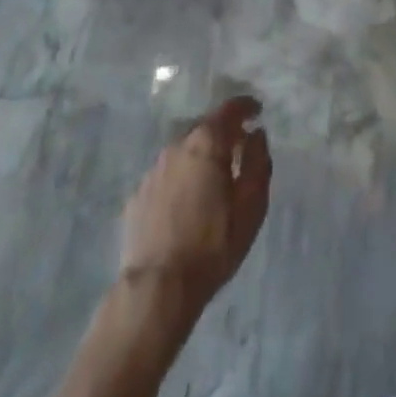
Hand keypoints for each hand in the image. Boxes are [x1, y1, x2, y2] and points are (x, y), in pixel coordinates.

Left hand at [120, 96, 271, 307]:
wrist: (157, 289)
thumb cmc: (212, 246)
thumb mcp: (250, 206)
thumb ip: (257, 163)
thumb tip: (257, 135)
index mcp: (207, 142)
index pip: (230, 109)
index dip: (246, 107)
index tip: (257, 111)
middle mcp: (178, 145)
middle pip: (205, 128)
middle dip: (223, 134)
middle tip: (238, 151)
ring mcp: (154, 169)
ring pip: (184, 152)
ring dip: (200, 158)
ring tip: (212, 181)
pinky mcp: (138, 194)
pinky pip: (167, 176)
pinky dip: (180, 179)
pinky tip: (186, 204)